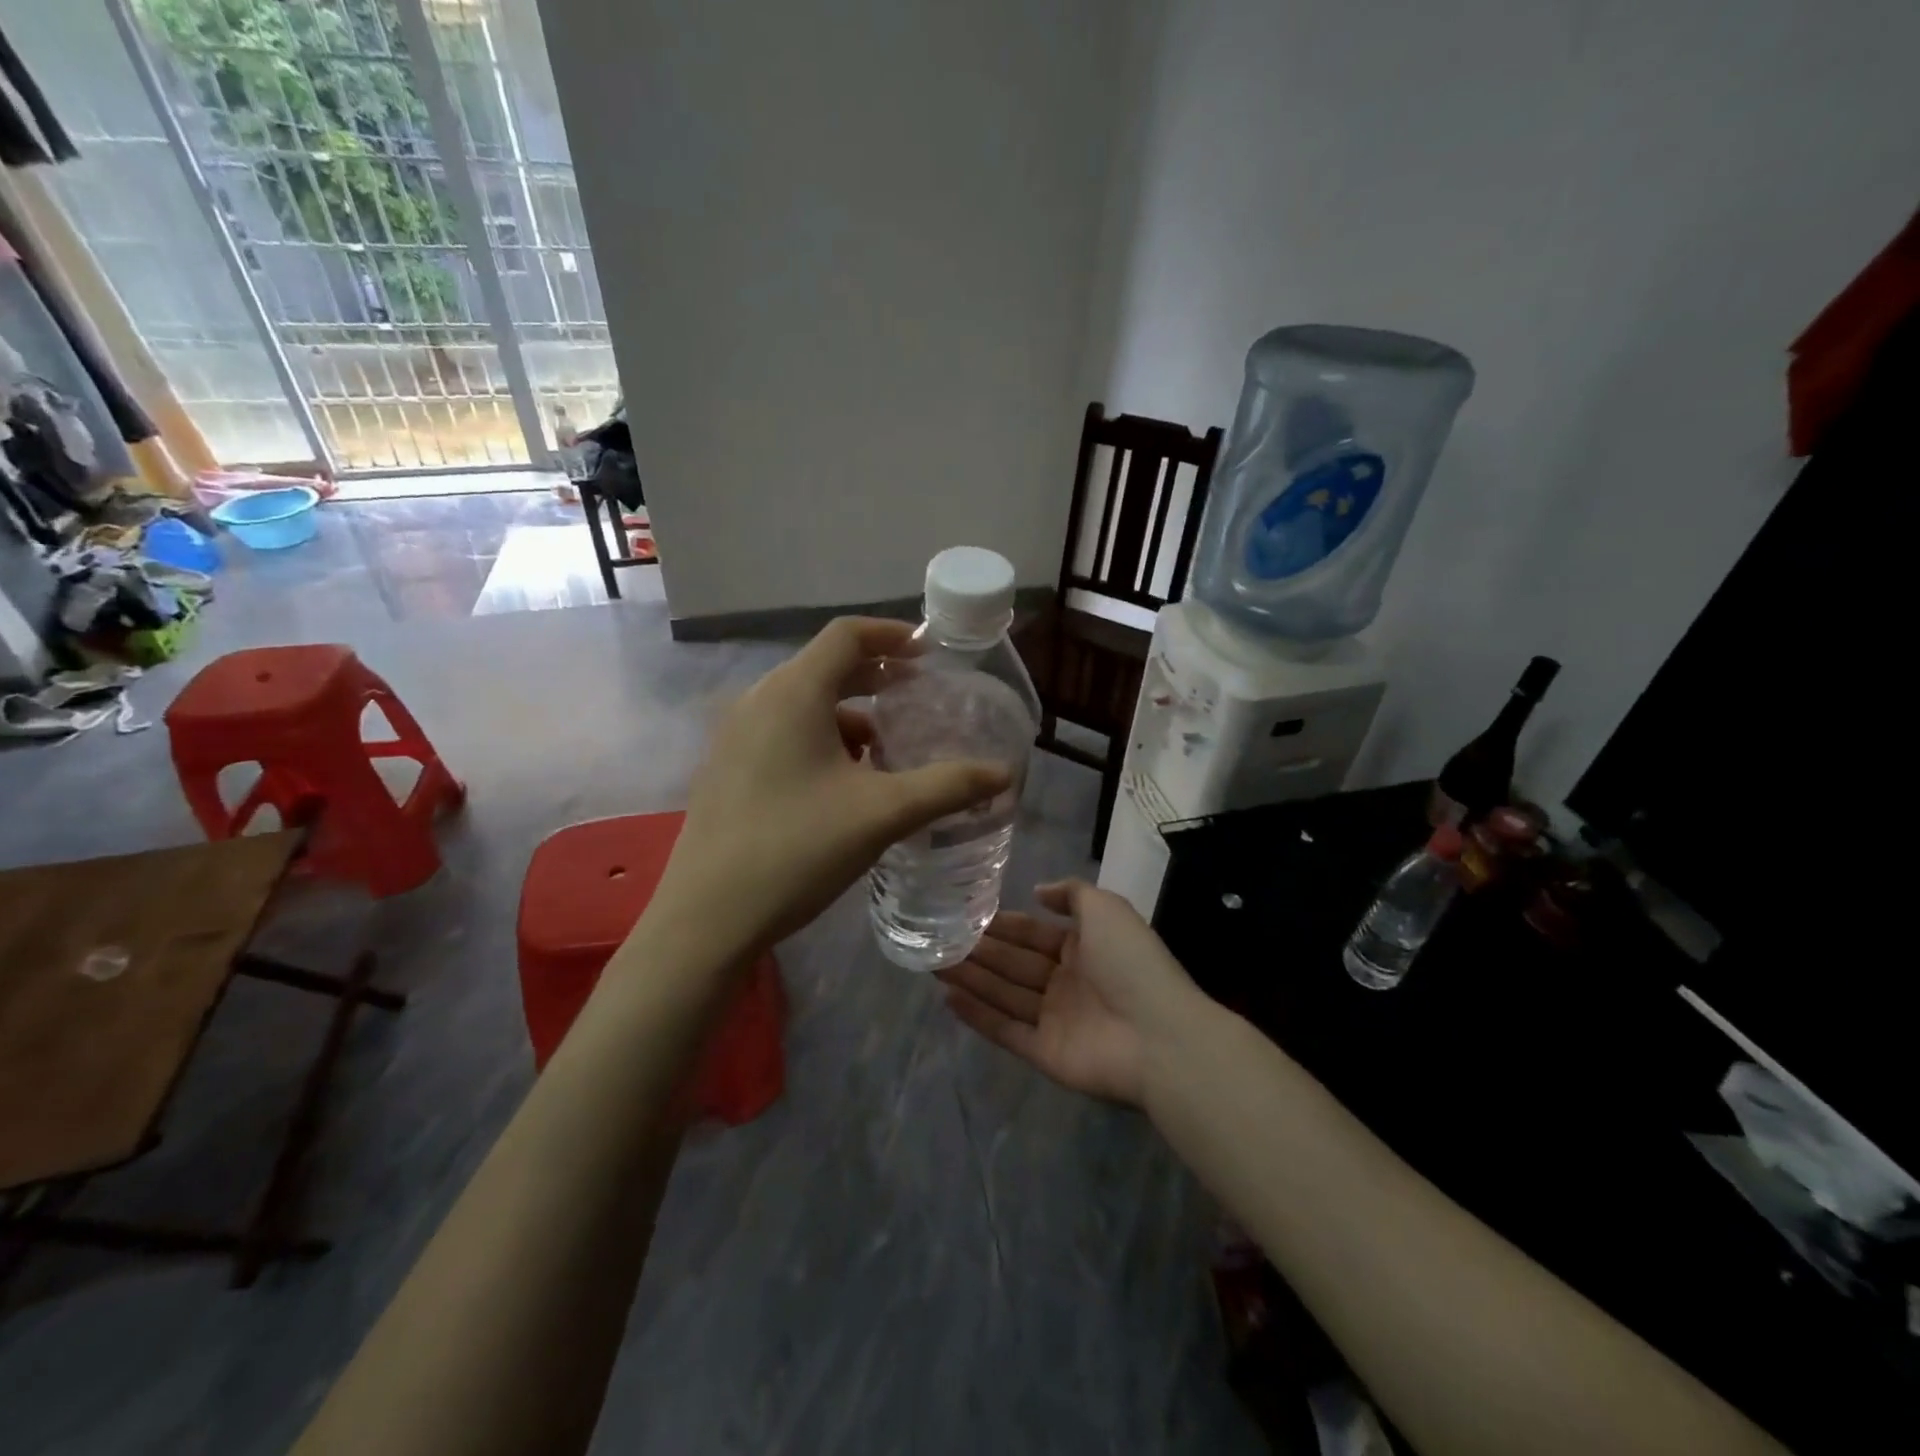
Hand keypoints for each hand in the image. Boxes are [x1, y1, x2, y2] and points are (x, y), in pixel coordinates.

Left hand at [653, 617, 1011, 957]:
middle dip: (876, 678)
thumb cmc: (797, 850)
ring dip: (849, 714)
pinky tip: (844, 783)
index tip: (930, 655)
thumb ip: (948, 787)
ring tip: (887, 750)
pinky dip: (821, 739)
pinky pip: (783, 731)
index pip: (847, 635)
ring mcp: (735, 735)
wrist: (708, 918)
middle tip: (919, 699)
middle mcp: (758, 700)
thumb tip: (1003, 774)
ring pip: (804, 703)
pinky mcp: (727, 767)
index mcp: (793, 692)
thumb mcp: (883, 814)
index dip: (892, 635)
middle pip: (825, 666)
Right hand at [936, 880, 1199, 1106]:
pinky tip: (947, 998)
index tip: (965, 914)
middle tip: (937, 938)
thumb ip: (1071, 893)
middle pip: (1013, 963)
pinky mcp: (1044, 1053)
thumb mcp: (1106, 908)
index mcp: (1083, 948)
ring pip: (1004, 994)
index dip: (1002, 925)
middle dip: (978, 950)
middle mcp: (1066, 982)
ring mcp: (1055, 1019)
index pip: (1032, 933)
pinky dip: (977, 1016)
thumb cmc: (1130, 963)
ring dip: (970, 978)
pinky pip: (1005, 1030)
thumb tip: (1038, 892)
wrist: (1157, 1035)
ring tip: (932, 962)